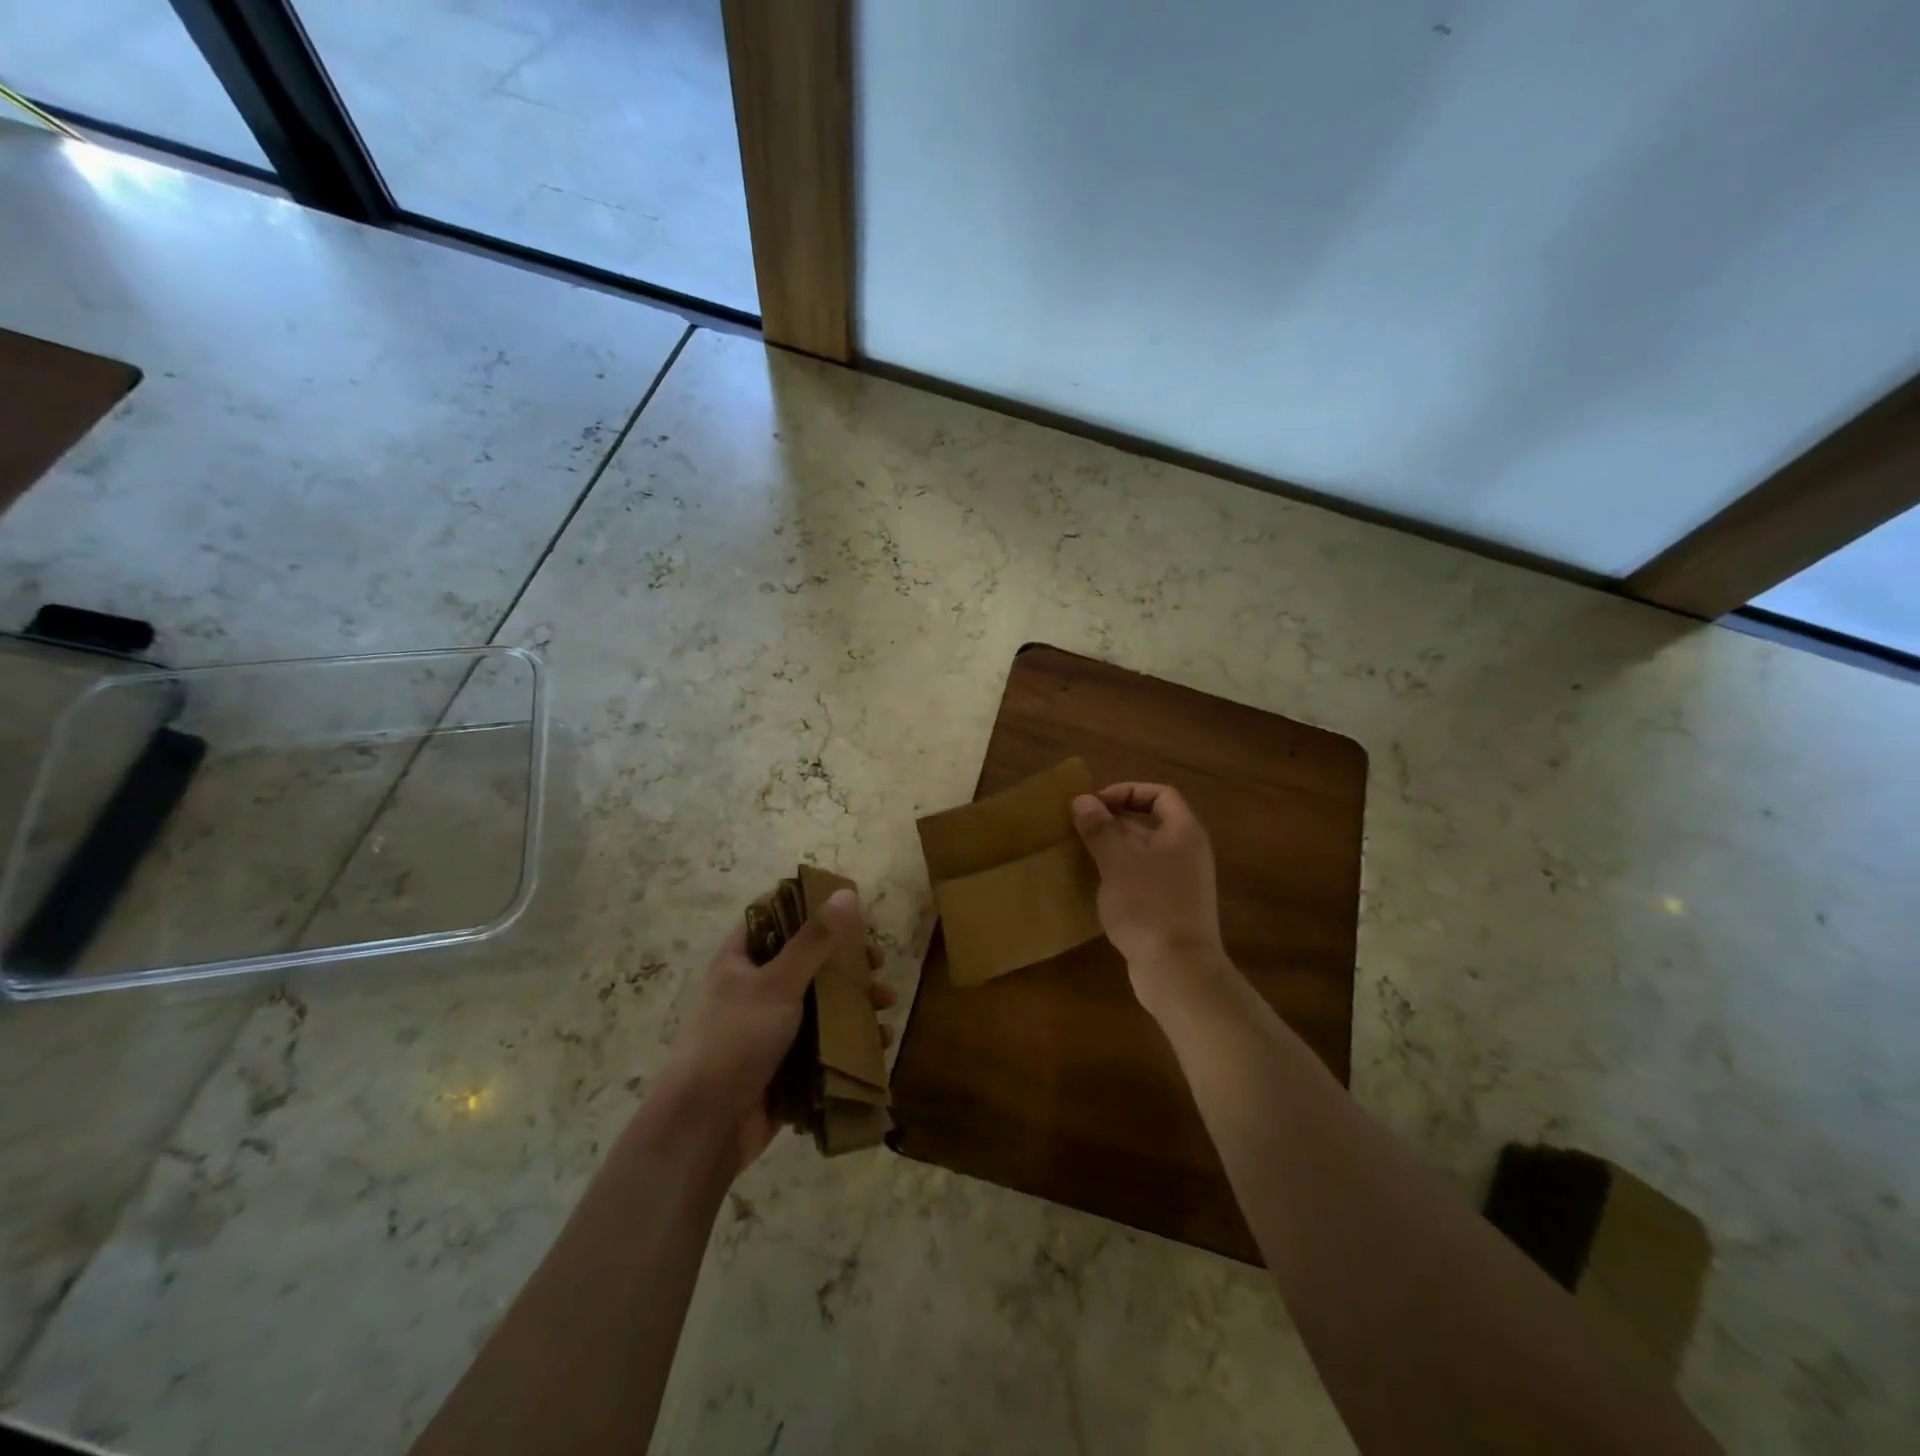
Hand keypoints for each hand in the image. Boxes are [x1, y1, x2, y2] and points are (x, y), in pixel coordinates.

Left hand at [668, 889, 895, 1174]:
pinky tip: (879, 1042)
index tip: (848, 908)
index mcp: (742, 960)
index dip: (809, 907)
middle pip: (808, 962)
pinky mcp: (787, 1066)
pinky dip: (852, 1042)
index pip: (774, 917)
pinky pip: (825, 1045)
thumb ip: (814, 940)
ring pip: (821, 1005)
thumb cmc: (736, 1039)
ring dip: (856, 1002)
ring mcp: (771, 1030)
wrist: (705, 1126)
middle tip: (877, 962)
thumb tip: (846, 893)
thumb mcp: (778, 982)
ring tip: (886, 1004)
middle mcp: (755, 990)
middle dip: (846, 962)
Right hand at [1072, 783, 1230, 1018]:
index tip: (1096, 805)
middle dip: (1116, 820)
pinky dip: (1122, 872)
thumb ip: (1100, 828)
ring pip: (1147, 851)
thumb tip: (1082, 800)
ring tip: (1083, 851)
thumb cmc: (1148, 906)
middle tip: (1081, 827)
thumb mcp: (1117, 861)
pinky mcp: (1172, 907)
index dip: (1127, 792)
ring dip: (1116, 847)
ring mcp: (1183, 882)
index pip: (1160, 795)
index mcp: (1184, 833)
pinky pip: (1146, 877)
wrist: (1178, 970)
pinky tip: (1098, 882)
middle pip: (1153, 822)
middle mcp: (1188, 852)